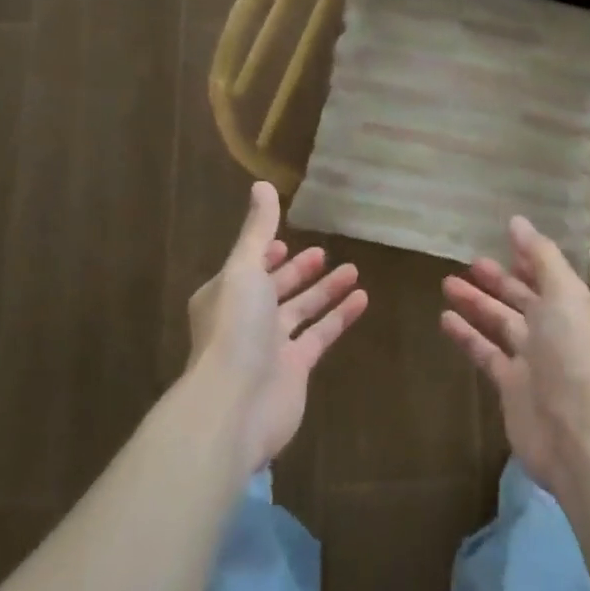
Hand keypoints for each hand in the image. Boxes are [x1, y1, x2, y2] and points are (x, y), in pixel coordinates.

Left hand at [187, 182, 367, 475]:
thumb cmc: (235, 328)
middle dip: (298, 272)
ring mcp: (271, 347)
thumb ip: (258, 230)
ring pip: (302, 312)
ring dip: (325, 291)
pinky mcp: (295, 369)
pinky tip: (363, 298)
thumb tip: (262, 185)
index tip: (288, 240)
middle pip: (276, 290)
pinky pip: (321, 335)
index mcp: (226, 294)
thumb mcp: (244, 269)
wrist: (235, 405)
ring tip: (353, 270)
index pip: (250, 267)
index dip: (268, 254)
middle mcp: (246, 319)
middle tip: (325, 253)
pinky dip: (340, 317)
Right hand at [440, 216, 589, 495]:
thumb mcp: (561, 293)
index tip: (503, 238)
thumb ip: (540, 256)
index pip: (547, 274)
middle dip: (497, 279)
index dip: (527, 257)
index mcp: (571, 305)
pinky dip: (467, 335)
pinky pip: (485, 352)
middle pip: (521, 297)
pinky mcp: (510, 384)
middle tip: (470, 262)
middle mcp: (553, 329)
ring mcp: (531, 358)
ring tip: (447, 283)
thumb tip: (517, 221)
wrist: (573, 429)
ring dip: (476, 303)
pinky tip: (445, 318)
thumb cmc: (570, 353)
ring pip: (499, 322)